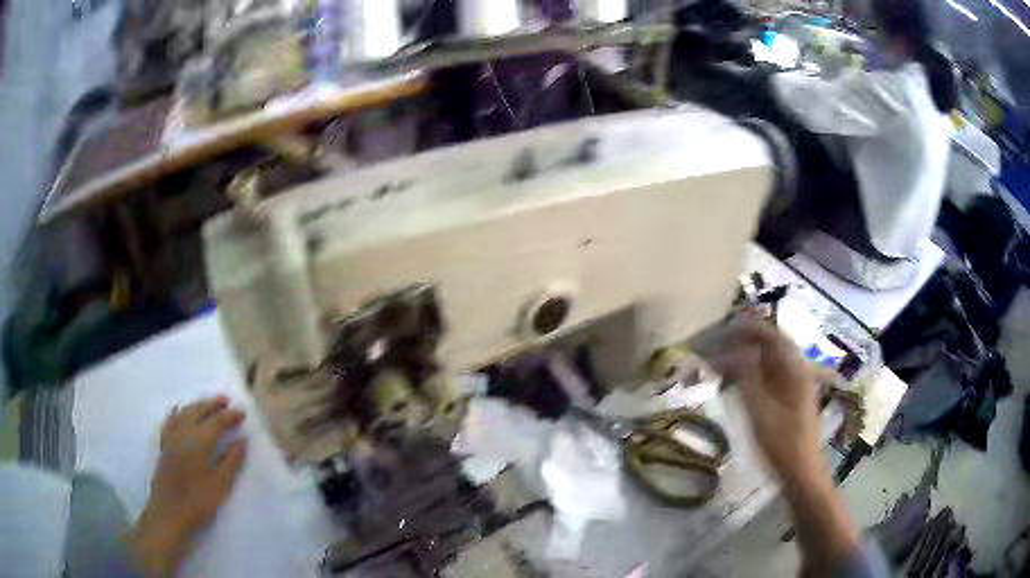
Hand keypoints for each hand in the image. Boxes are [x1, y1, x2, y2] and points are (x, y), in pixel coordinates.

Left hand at [127, 396, 246, 576]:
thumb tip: (242, 440)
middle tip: (227, 401)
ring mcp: (171, 437)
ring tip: (207, 404)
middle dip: (213, 404)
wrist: (170, 513)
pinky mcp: (164, 445)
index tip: (243, 411)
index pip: (217, 421)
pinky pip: (170, 420)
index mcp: (199, 441)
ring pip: (184, 412)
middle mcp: (184, 432)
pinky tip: (178, 410)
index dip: (231, 416)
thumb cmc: (199, 502)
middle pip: (199, 410)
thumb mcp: (221, 485)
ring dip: (198, 405)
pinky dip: (177, 412)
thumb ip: (232, 461)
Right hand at [707, 317, 821, 482]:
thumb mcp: (760, 410)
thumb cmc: (781, 443)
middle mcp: (797, 369)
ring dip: (746, 355)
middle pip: (770, 344)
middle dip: (743, 340)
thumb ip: (747, 377)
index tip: (721, 329)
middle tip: (717, 344)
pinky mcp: (789, 397)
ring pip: (768, 359)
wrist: (801, 471)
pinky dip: (751, 372)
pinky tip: (735, 380)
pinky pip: (769, 375)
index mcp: (794, 368)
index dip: (746, 328)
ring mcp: (795, 383)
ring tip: (720, 360)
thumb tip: (734, 350)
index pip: (770, 335)